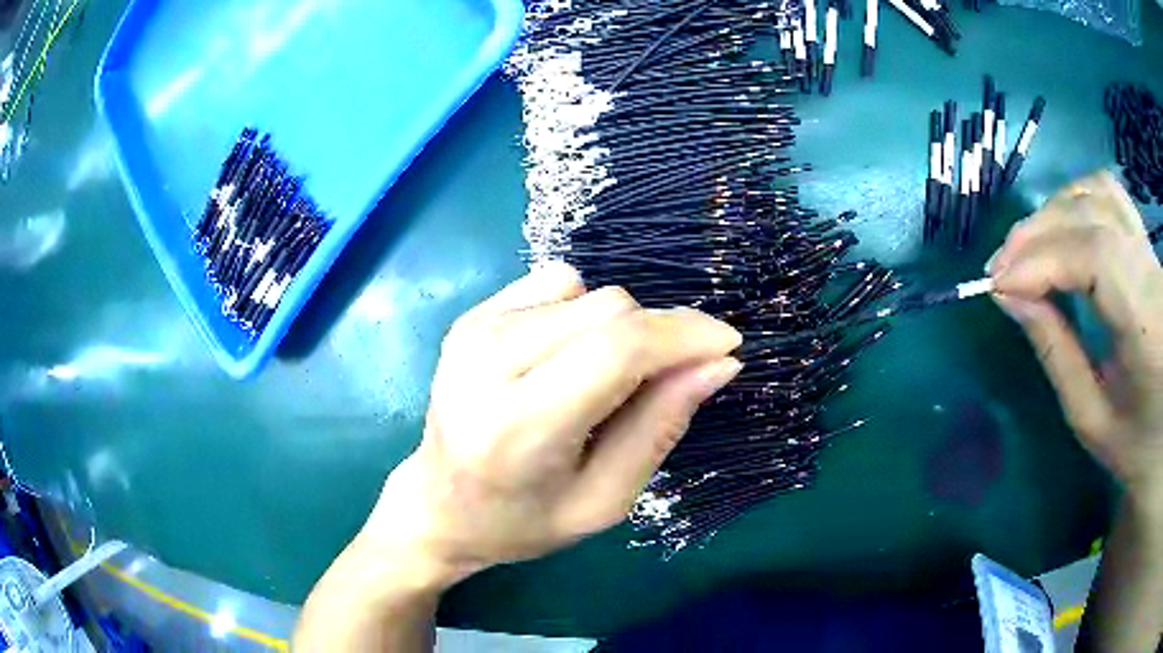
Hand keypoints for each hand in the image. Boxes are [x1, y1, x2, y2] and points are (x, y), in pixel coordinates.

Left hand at [361, 262, 741, 585]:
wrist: (439, 505)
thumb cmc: (524, 520)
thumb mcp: (605, 499)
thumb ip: (660, 426)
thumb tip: (719, 362)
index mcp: (519, 426)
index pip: (618, 350)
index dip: (684, 336)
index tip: (726, 345)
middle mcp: (488, 362)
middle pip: (609, 309)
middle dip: (659, 335)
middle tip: (667, 379)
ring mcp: (474, 330)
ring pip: (588, 289)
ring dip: (618, 328)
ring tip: (601, 380)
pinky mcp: (471, 316)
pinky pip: (556, 283)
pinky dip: (581, 313)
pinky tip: (564, 357)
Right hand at [989, 172, 1162, 495]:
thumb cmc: (1133, 443)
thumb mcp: (1091, 418)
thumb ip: (1055, 352)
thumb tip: (1008, 296)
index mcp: (1146, 325)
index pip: (1095, 257)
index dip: (1042, 259)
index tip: (997, 285)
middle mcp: (1151, 272)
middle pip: (1091, 217)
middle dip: (1037, 235)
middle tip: (1000, 270)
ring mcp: (1150, 250)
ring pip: (1097, 194)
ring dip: (1054, 212)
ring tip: (1027, 248)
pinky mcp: (1146, 244)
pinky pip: (1109, 195)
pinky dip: (1077, 199)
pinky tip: (1061, 224)